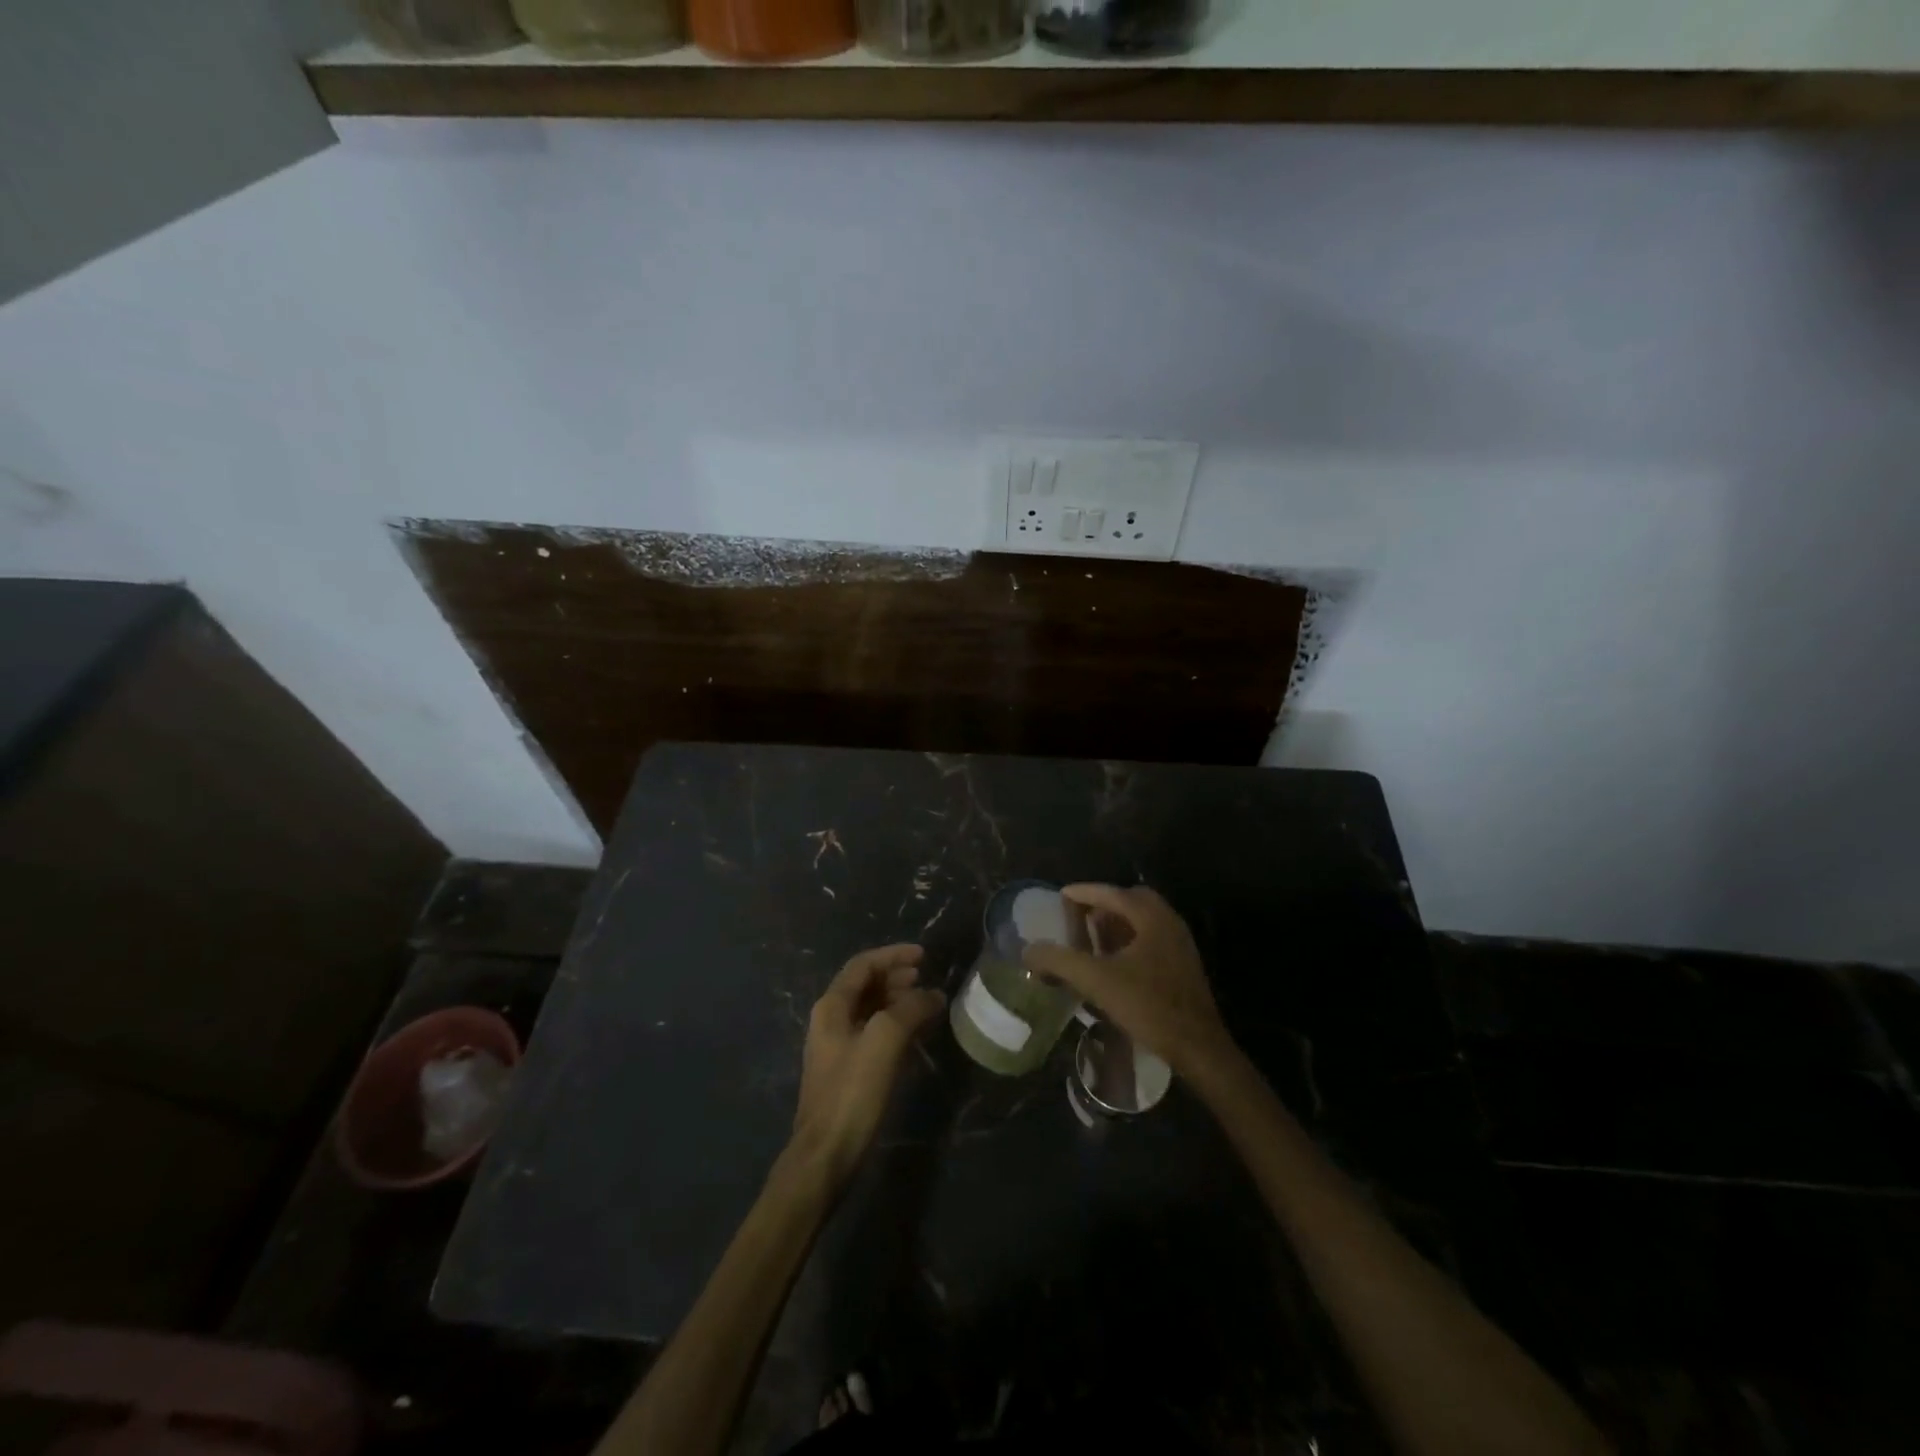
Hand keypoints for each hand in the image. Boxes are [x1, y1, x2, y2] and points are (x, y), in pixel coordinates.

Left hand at [789, 944, 944, 1185]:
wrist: (825, 1156)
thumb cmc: (852, 1093)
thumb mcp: (884, 1042)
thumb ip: (909, 1010)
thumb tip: (933, 995)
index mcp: (832, 1006)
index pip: (863, 965)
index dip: (893, 955)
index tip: (923, 955)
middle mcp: (830, 1020)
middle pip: (865, 984)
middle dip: (896, 976)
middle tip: (925, 978)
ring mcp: (837, 1046)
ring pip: (870, 1009)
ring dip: (897, 999)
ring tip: (925, 1002)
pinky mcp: (847, 1071)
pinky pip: (874, 1033)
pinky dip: (895, 1024)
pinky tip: (915, 1034)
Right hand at [1022, 884, 1232, 1077]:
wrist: (1198, 1047)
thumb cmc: (1148, 1005)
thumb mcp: (1097, 981)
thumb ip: (1060, 961)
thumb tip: (1028, 950)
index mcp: (1152, 917)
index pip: (1113, 892)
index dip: (1084, 892)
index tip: (1061, 895)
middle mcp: (1169, 922)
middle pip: (1132, 901)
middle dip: (1103, 904)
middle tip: (1078, 915)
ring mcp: (1180, 944)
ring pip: (1143, 921)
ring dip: (1117, 923)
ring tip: (1091, 937)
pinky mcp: (1183, 966)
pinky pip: (1151, 938)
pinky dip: (1129, 940)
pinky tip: (1113, 962)